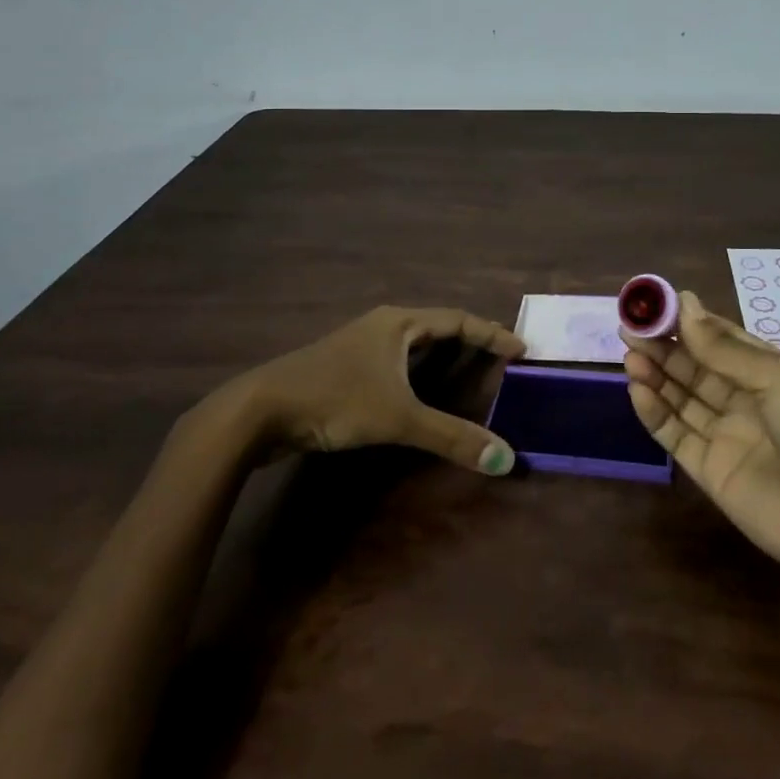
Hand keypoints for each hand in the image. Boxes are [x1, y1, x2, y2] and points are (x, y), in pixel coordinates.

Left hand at [188, 306, 526, 474]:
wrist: (258, 411)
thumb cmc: (335, 400)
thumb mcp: (398, 418)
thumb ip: (451, 437)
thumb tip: (505, 459)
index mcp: (399, 323)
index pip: (458, 319)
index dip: (491, 333)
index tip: (521, 349)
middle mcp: (382, 326)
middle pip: (438, 326)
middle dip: (470, 340)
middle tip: (499, 360)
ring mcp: (360, 346)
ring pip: (413, 344)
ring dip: (443, 355)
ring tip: (469, 371)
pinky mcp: (344, 368)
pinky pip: (395, 362)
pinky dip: (419, 372)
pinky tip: (420, 390)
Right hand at [622, 291, 779, 590]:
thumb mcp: (778, 377)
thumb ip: (724, 349)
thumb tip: (685, 304)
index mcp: (770, 372)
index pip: (721, 339)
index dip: (688, 323)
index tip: (654, 304)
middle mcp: (746, 401)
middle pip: (696, 368)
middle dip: (664, 347)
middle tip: (629, 327)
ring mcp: (727, 437)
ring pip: (682, 398)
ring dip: (656, 375)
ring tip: (629, 354)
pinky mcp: (711, 472)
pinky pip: (677, 436)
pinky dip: (655, 413)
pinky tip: (637, 390)